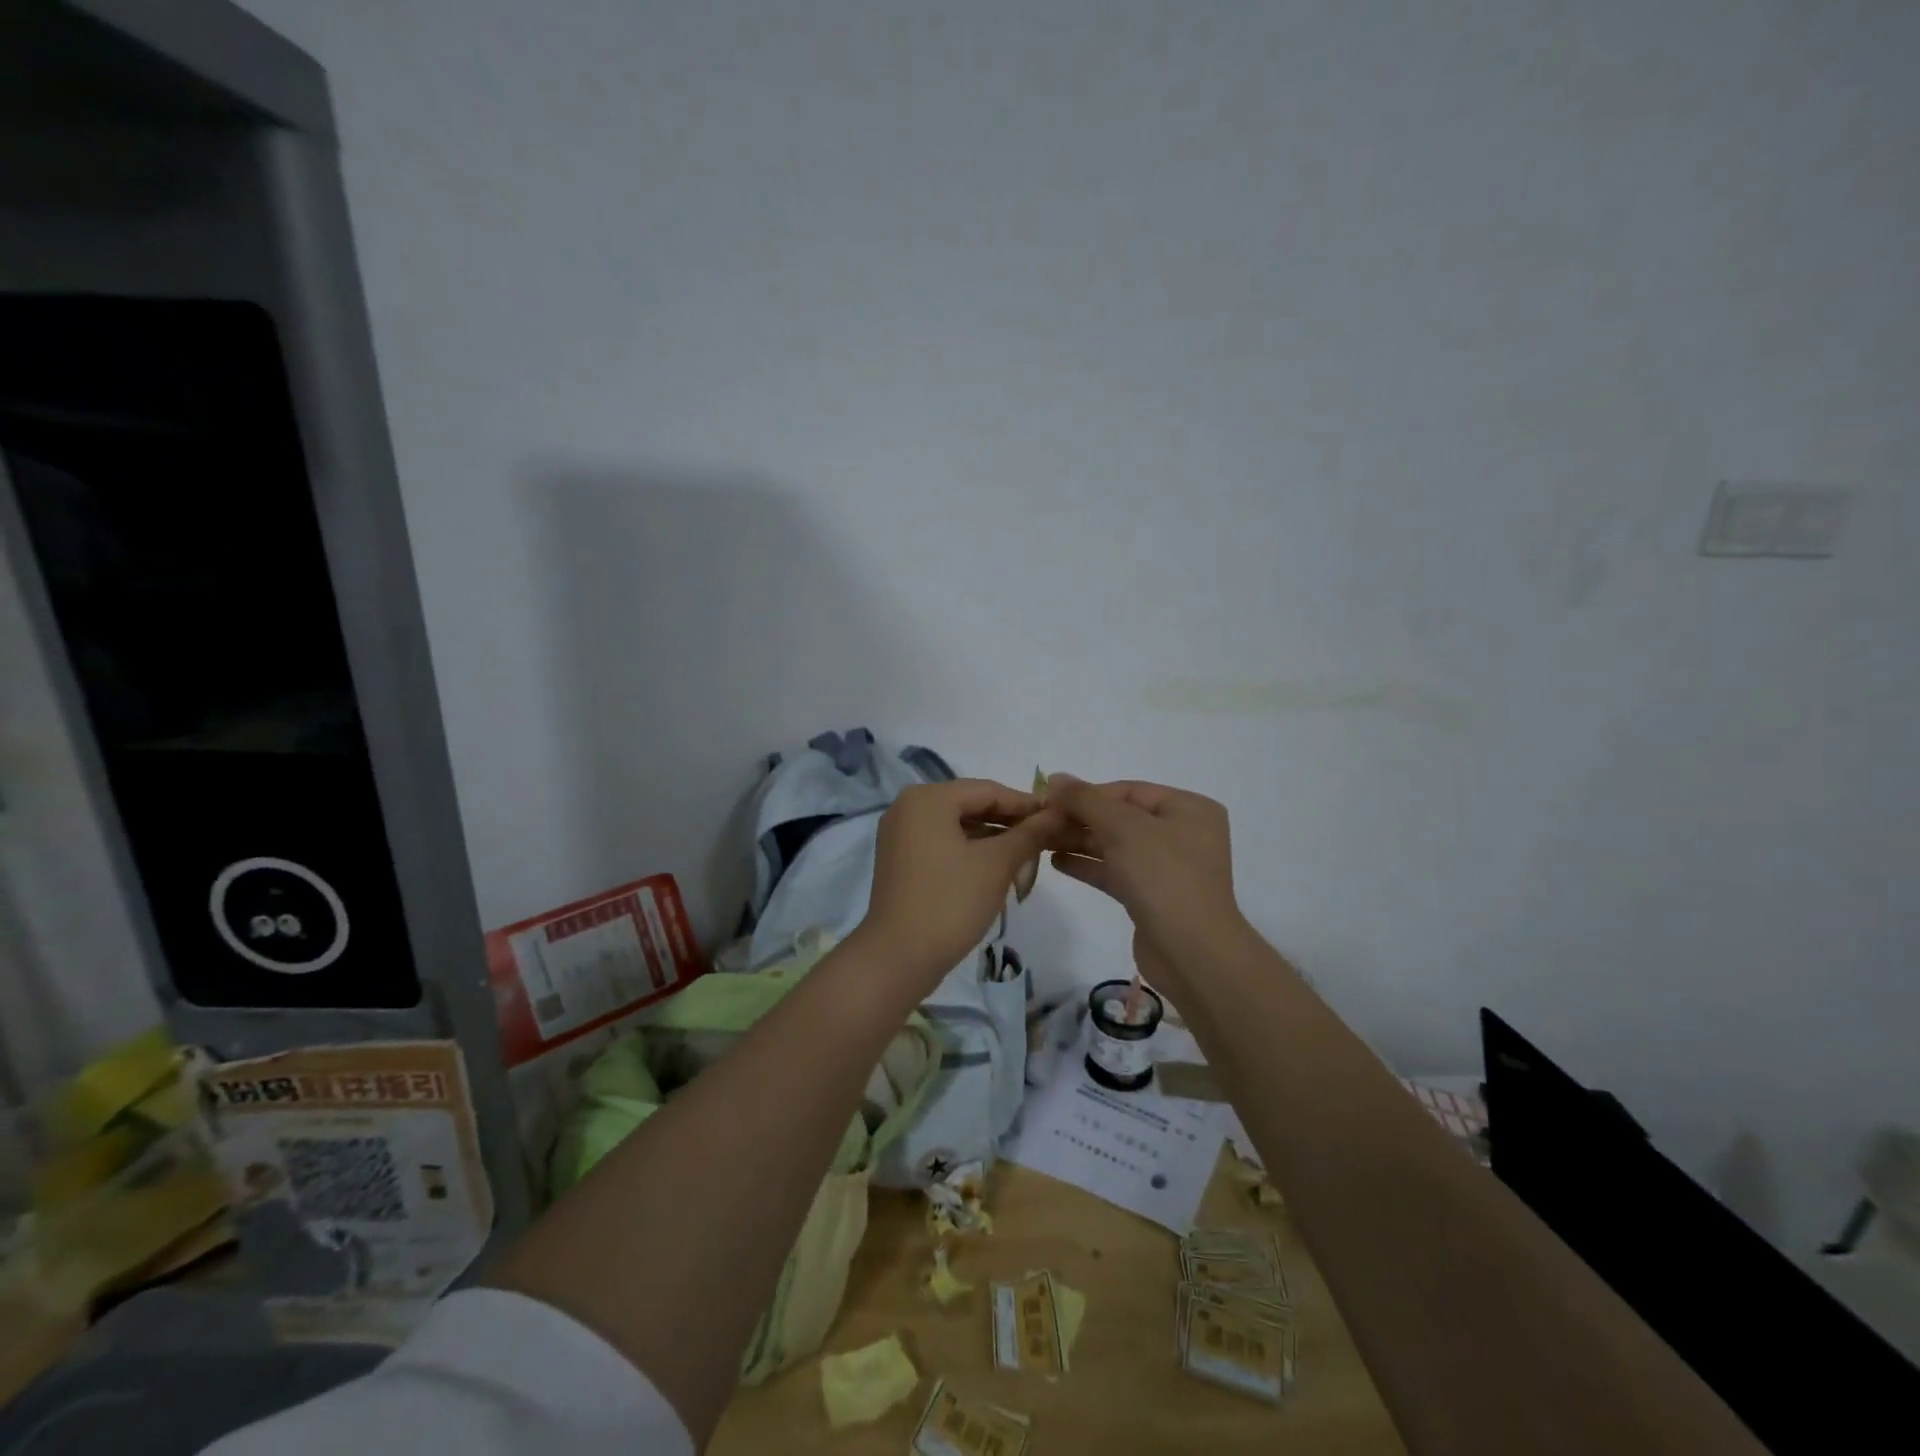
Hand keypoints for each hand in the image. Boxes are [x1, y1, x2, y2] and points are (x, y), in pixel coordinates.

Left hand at [857, 779, 1063, 990]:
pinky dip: (970, 852)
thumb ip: (1029, 833)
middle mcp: (908, 807)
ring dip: (993, 841)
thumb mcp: (997, 865)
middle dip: (1010, 825)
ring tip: (1027, 860)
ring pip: (958, 827)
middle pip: (972, 806)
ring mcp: (900, 834)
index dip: (1026, 804)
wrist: (898, 958)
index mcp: (928, 798)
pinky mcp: (900, 859)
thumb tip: (1057, 813)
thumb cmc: (950, 902)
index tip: (1059, 817)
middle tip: (1046, 842)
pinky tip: (997, 870)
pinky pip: (943, 843)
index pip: (988, 790)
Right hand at [1045, 776, 1248, 968]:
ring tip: (1041, 840)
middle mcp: (1182, 834)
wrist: (1190, 951)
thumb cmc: (1162, 874)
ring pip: (1116, 846)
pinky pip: (1116, 871)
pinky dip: (1089, 865)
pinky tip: (1057, 862)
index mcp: (1188, 808)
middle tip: (1040, 822)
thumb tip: (1055, 778)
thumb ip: (1085, 799)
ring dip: (1079, 841)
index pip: (1128, 791)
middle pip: (1121, 817)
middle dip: (1080, 819)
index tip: (1049, 800)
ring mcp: (1168, 868)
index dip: (1087, 793)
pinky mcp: (1152, 897)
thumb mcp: (1122, 826)